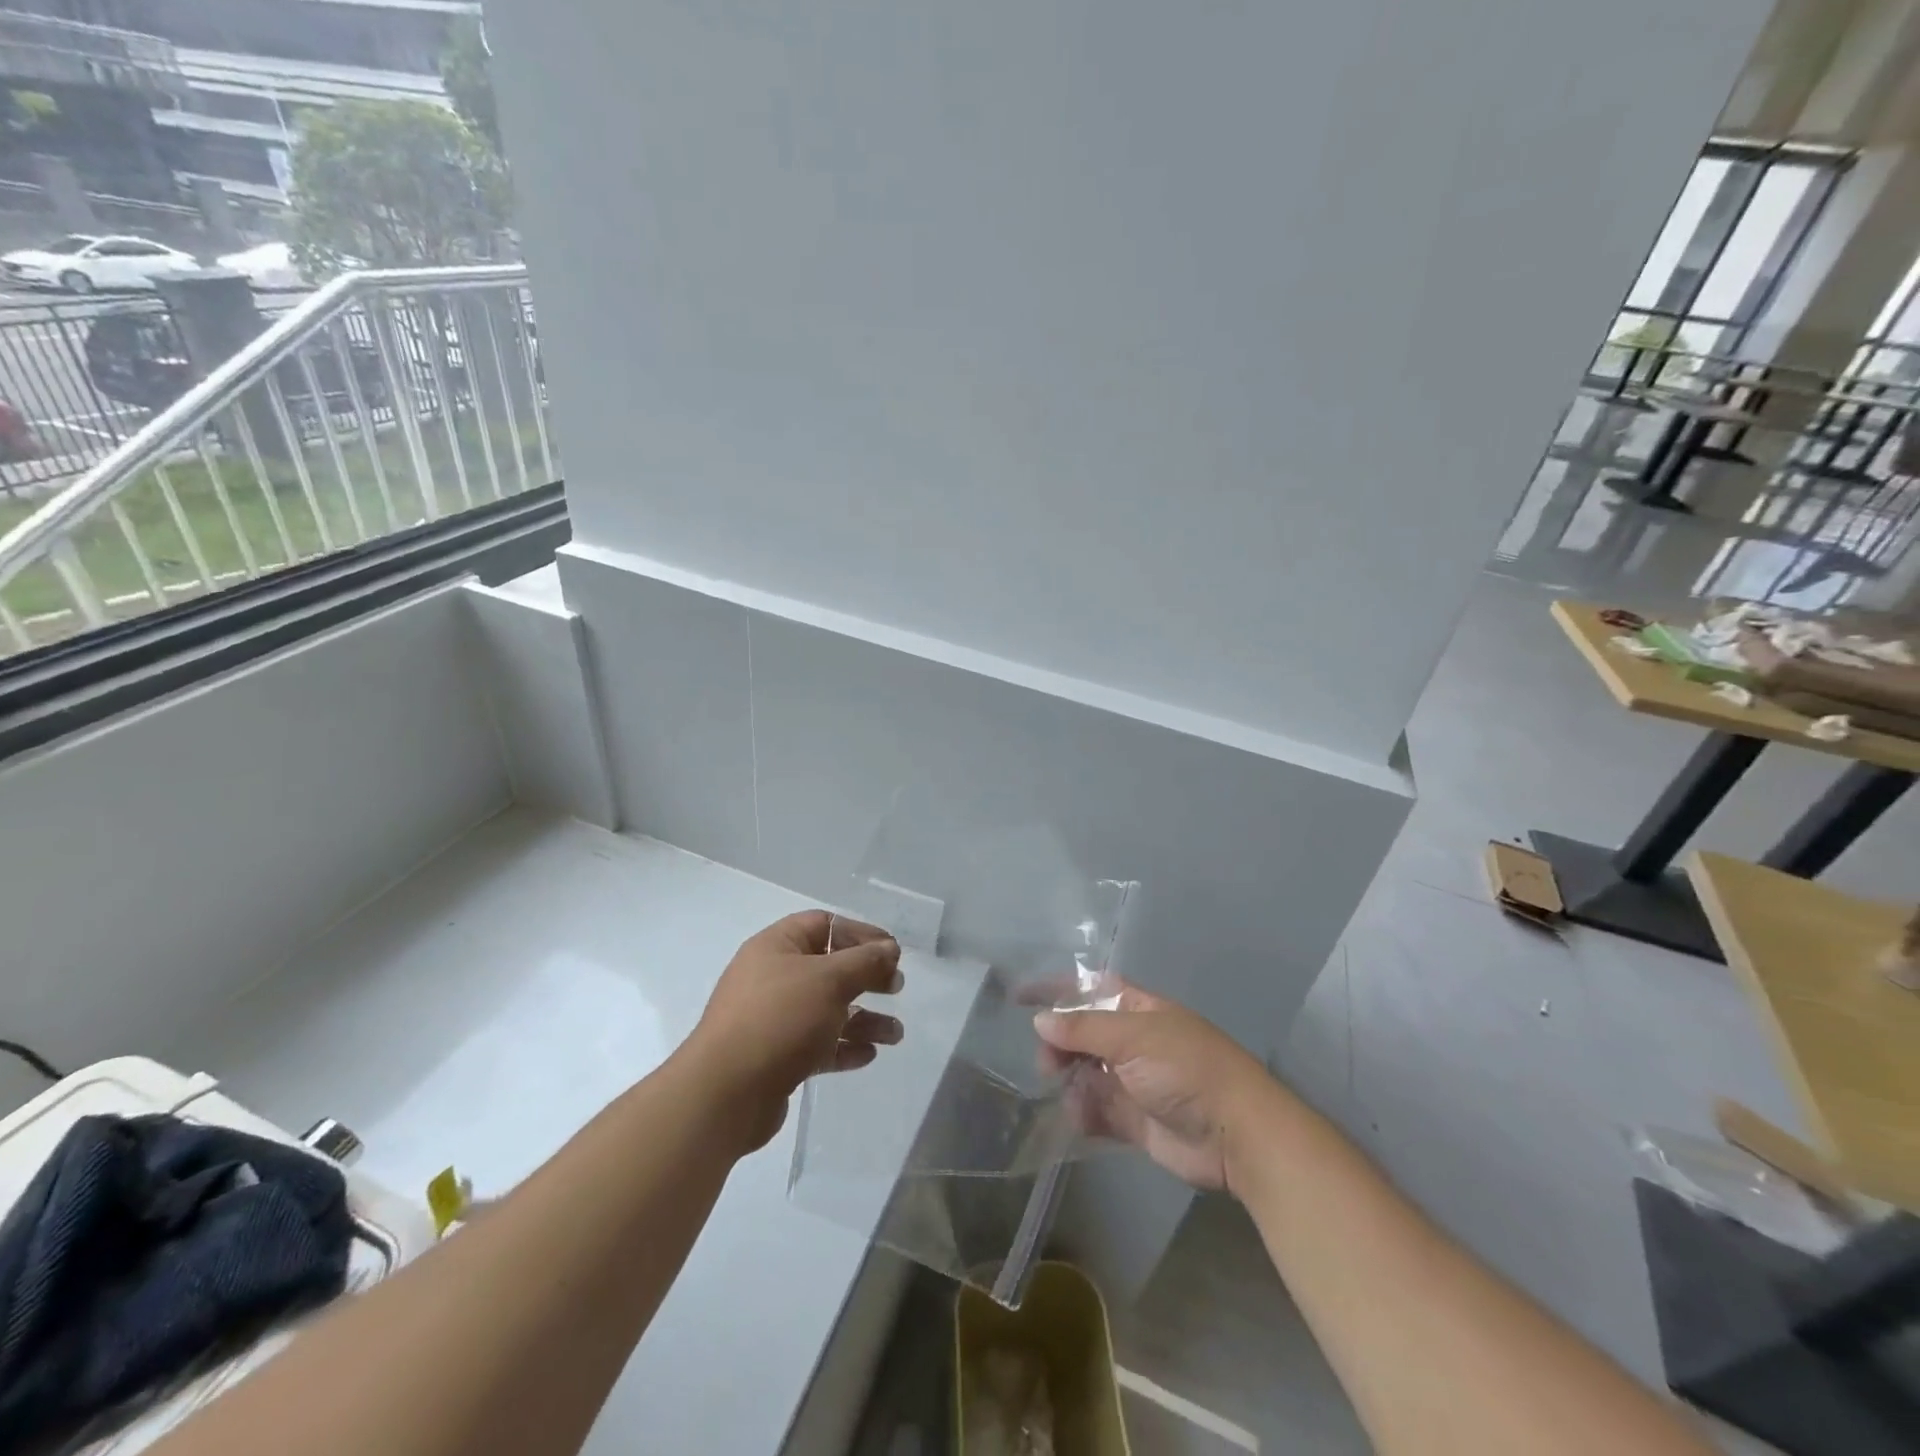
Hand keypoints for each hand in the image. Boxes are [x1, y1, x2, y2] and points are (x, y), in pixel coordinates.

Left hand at [685, 910, 903, 1151]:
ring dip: (864, 1019)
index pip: (824, 925)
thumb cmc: (779, 1019)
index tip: (892, 951)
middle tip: (897, 988)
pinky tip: (869, 1055)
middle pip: (829, 968)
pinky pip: (818, 1044)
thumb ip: (865, 961)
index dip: (860, 933)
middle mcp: (772, 977)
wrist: (725, 1094)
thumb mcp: (829, 980)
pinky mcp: (776, 1057)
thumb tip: (889, 948)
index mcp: (776, 947)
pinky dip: (844, 1046)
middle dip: (867, 977)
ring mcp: (773, 1019)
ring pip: (827, 1010)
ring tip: (896, 1035)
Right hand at [1035, 983, 1278, 1194]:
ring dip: (1070, 1082)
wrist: (1236, 1134)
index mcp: (1138, 1010)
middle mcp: (1133, 1041)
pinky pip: (1097, 1111)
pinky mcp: (1134, 1120)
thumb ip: (1083, 1029)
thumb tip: (1040, 1020)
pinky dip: (1083, 1114)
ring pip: (1085, 1074)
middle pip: (1082, 1035)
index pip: (1090, 989)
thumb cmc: (1186, 1069)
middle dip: (1059, 1045)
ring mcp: (1133, 1081)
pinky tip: (1081, 1118)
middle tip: (1047, 1065)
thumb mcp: (1132, 1038)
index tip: (1021, 998)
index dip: (1058, 990)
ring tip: (1067, 1093)